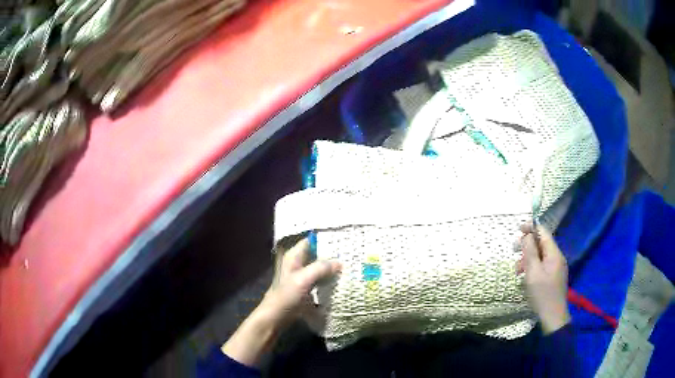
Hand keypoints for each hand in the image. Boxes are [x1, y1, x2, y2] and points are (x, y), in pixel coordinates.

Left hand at [222, 239, 340, 366]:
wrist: (276, 317)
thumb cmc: (286, 296)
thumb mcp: (303, 279)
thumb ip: (321, 268)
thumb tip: (339, 263)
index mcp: (294, 256)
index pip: (312, 240)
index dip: (326, 239)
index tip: (344, 240)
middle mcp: (298, 263)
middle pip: (318, 254)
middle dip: (333, 254)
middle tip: (352, 254)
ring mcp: (303, 276)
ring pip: (321, 267)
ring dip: (333, 268)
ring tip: (351, 266)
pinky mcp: (307, 288)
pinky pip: (321, 280)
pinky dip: (330, 279)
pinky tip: (342, 281)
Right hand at [516, 223, 570, 334]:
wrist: (553, 316)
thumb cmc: (542, 294)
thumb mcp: (533, 273)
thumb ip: (530, 252)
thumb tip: (527, 235)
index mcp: (554, 254)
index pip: (543, 233)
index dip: (531, 228)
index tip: (518, 228)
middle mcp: (557, 257)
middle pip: (542, 244)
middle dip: (528, 245)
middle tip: (514, 250)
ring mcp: (556, 267)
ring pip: (541, 255)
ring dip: (528, 258)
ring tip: (517, 270)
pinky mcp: (554, 276)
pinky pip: (542, 265)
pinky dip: (533, 266)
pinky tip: (525, 276)